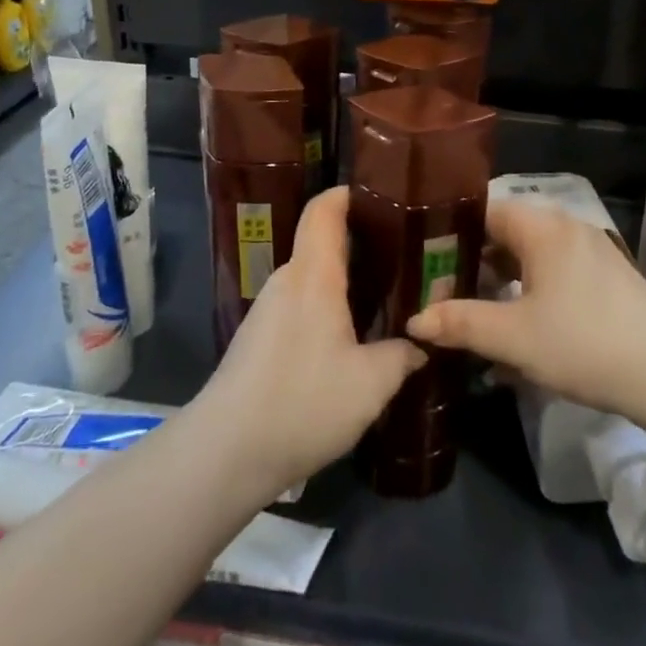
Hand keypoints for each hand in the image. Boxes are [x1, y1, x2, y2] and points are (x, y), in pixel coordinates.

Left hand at [197, 187, 423, 493]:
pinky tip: (351, 336)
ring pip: (313, 277)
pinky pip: (301, 303)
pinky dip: (329, 306)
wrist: (225, 453)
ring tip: (386, 295)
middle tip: (405, 255)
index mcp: (313, 275)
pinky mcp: (259, 337)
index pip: (325, 209)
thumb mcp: (371, 384)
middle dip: (363, 242)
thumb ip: (402, 355)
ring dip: (347, 280)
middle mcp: (288, 280)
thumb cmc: (303, 403)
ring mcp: (269, 308)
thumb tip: (420, 344)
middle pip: (322, 241)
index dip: (350, 193)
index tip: (385, 197)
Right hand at [406, 197, 645, 414]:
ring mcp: (591, 252)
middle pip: (507, 234)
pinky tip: (519, 333)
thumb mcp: (512, 337)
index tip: (425, 259)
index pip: (485, 211)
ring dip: (502, 284)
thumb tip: (414, 320)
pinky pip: (555, 274)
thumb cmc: (581, 343)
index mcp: (542, 227)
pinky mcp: (607, 278)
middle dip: (474, 264)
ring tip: (476, 317)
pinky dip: (531, 294)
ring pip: (531, 257)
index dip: (451, 233)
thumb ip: (460, 323)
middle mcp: (566, 227)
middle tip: (443, 292)